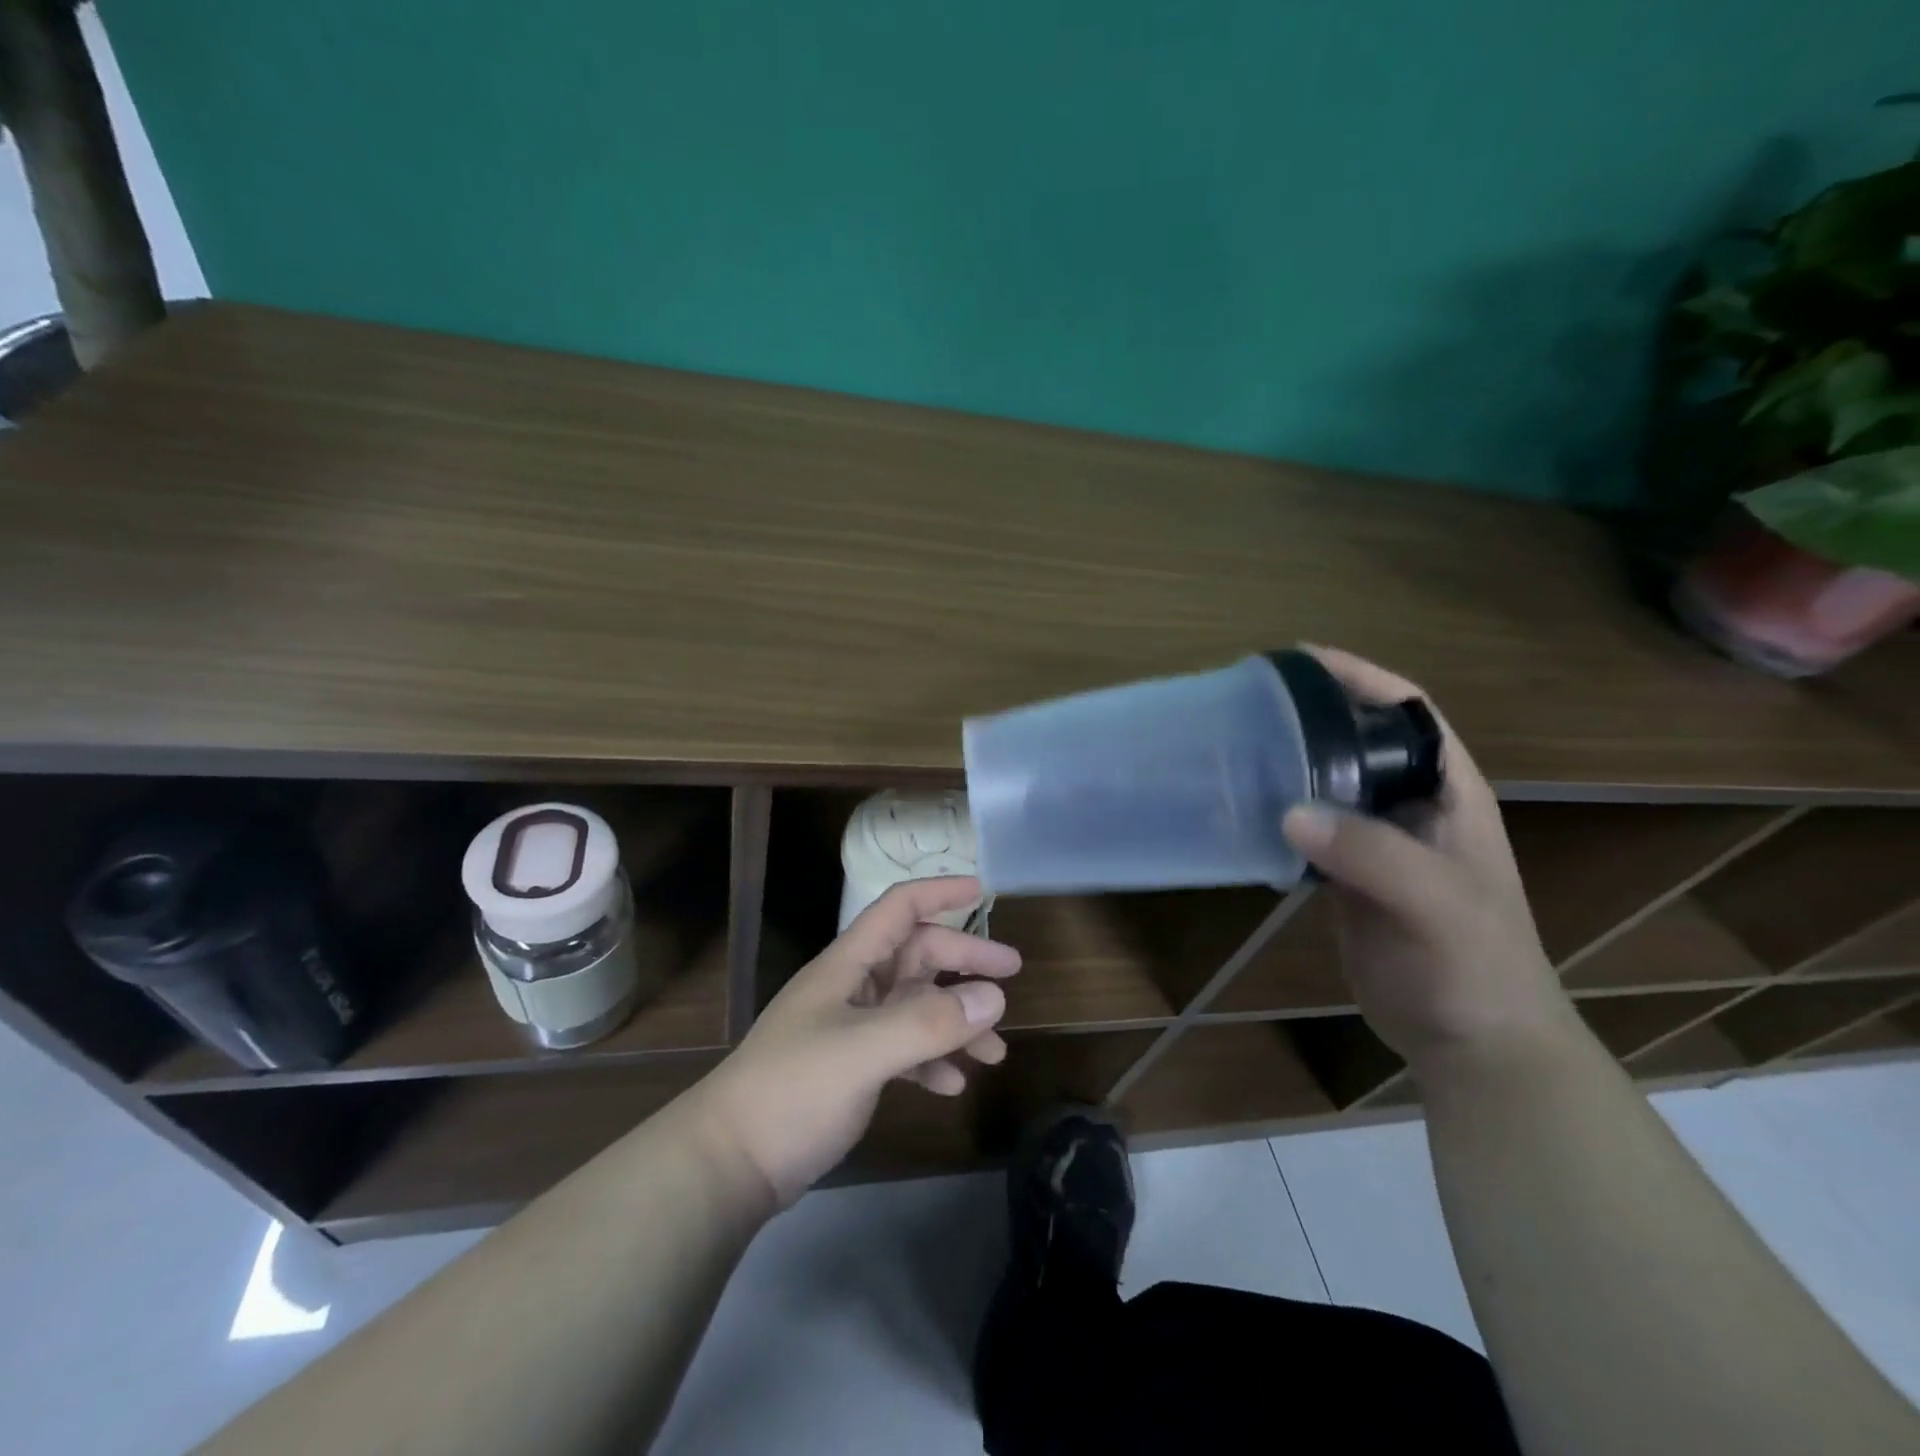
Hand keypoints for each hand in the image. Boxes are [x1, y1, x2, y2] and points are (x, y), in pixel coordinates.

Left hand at [686, 877, 1020, 1206]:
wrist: (729, 1163)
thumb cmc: (792, 1090)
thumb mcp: (862, 1051)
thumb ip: (927, 1022)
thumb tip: (993, 997)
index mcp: (848, 965)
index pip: (899, 908)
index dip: (940, 892)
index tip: (984, 891)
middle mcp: (853, 988)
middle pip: (917, 957)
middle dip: (964, 963)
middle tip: (1011, 980)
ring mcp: (851, 1029)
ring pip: (916, 1007)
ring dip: (956, 1022)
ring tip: (995, 1053)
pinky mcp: (851, 1069)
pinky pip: (904, 1050)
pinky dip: (932, 1061)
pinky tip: (952, 1086)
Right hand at [1280, 647, 1577, 1069]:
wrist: (1474, 1044)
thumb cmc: (1475, 966)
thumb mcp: (1438, 904)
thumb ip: (1373, 854)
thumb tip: (1289, 812)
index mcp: (1448, 792)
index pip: (1406, 711)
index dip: (1358, 677)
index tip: (1297, 660)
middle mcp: (1411, 806)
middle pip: (1357, 741)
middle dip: (1309, 715)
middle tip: (1248, 703)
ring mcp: (1378, 842)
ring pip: (1327, 784)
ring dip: (1287, 763)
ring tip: (1235, 745)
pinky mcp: (1348, 876)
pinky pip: (1309, 830)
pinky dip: (1277, 813)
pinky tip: (1241, 808)